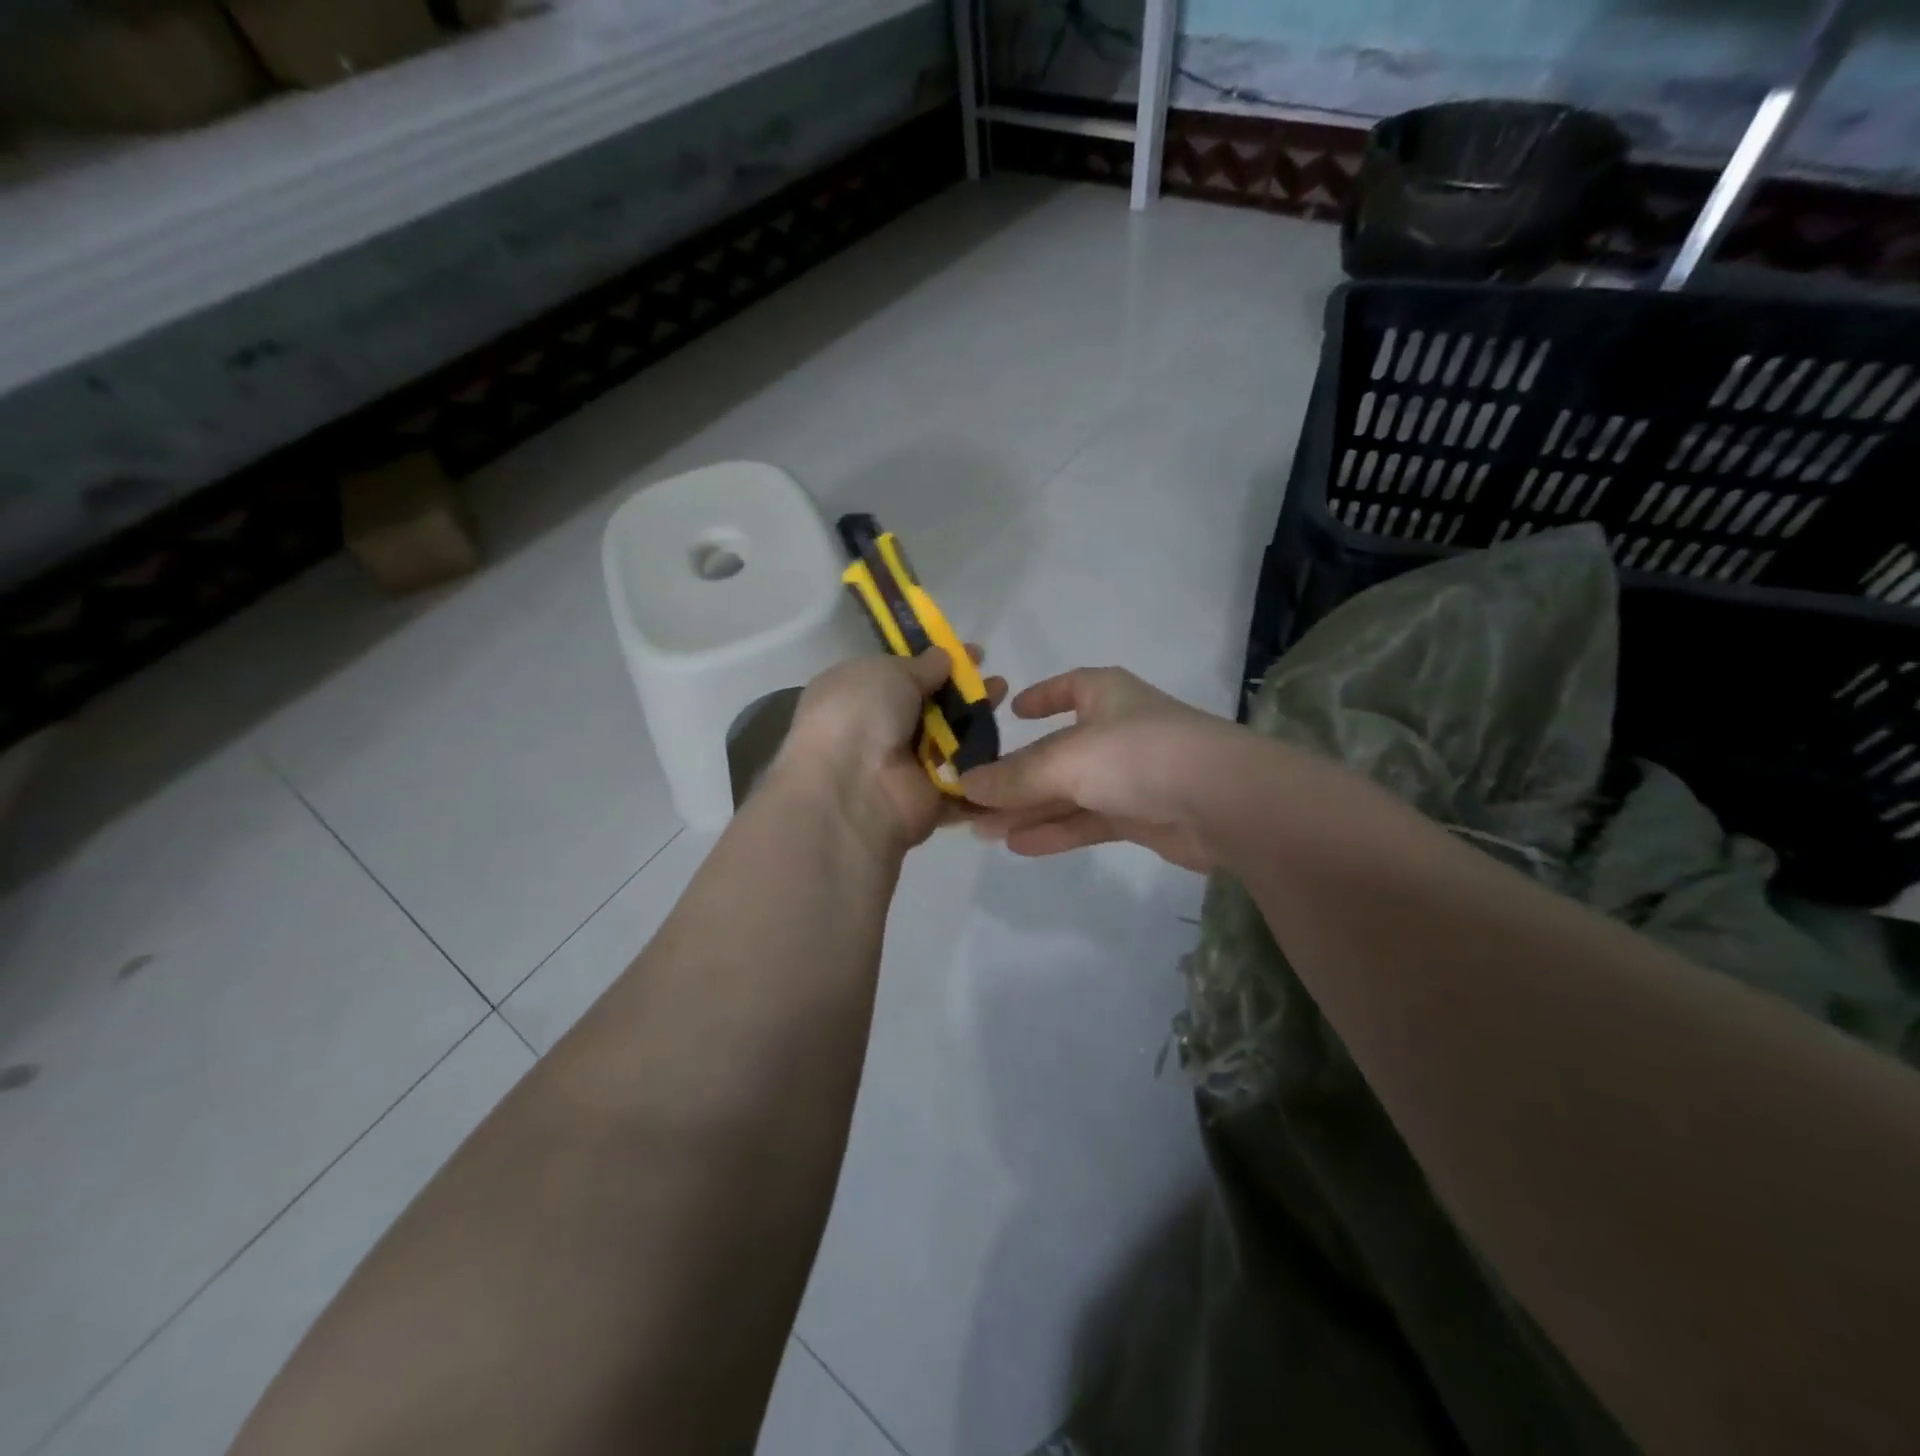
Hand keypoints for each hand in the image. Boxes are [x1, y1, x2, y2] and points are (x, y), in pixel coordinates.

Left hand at [779, 647, 1007, 857]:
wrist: (852, 789)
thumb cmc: (859, 715)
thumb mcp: (888, 672)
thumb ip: (920, 665)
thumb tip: (942, 657)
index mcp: (857, 695)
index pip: (902, 676)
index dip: (936, 663)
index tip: (972, 654)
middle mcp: (878, 731)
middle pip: (931, 709)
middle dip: (964, 692)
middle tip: (995, 681)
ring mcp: (905, 768)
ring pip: (950, 741)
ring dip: (978, 722)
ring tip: (1005, 699)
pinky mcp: (930, 799)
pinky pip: (963, 779)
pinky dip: (985, 766)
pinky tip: (1009, 740)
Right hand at [960, 667, 1239, 873]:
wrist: (1223, 802)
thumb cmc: (1138, 755)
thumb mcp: (1066, 759)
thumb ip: (1014, 776)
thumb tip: (964, 784)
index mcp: (1105, 695)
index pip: (1068, 687)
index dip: (1040, 697)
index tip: (1012, 711)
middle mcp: (1117, 731)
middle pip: (1056, 751)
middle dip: (1015, 775)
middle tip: (970, 797)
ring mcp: (1130, 776)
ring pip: (1068, 791)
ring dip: (1027, 809)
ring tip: (981, 829)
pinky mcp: (1140, 816)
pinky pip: (1087, 820)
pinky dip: (1055, 831)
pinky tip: (1019, 845)